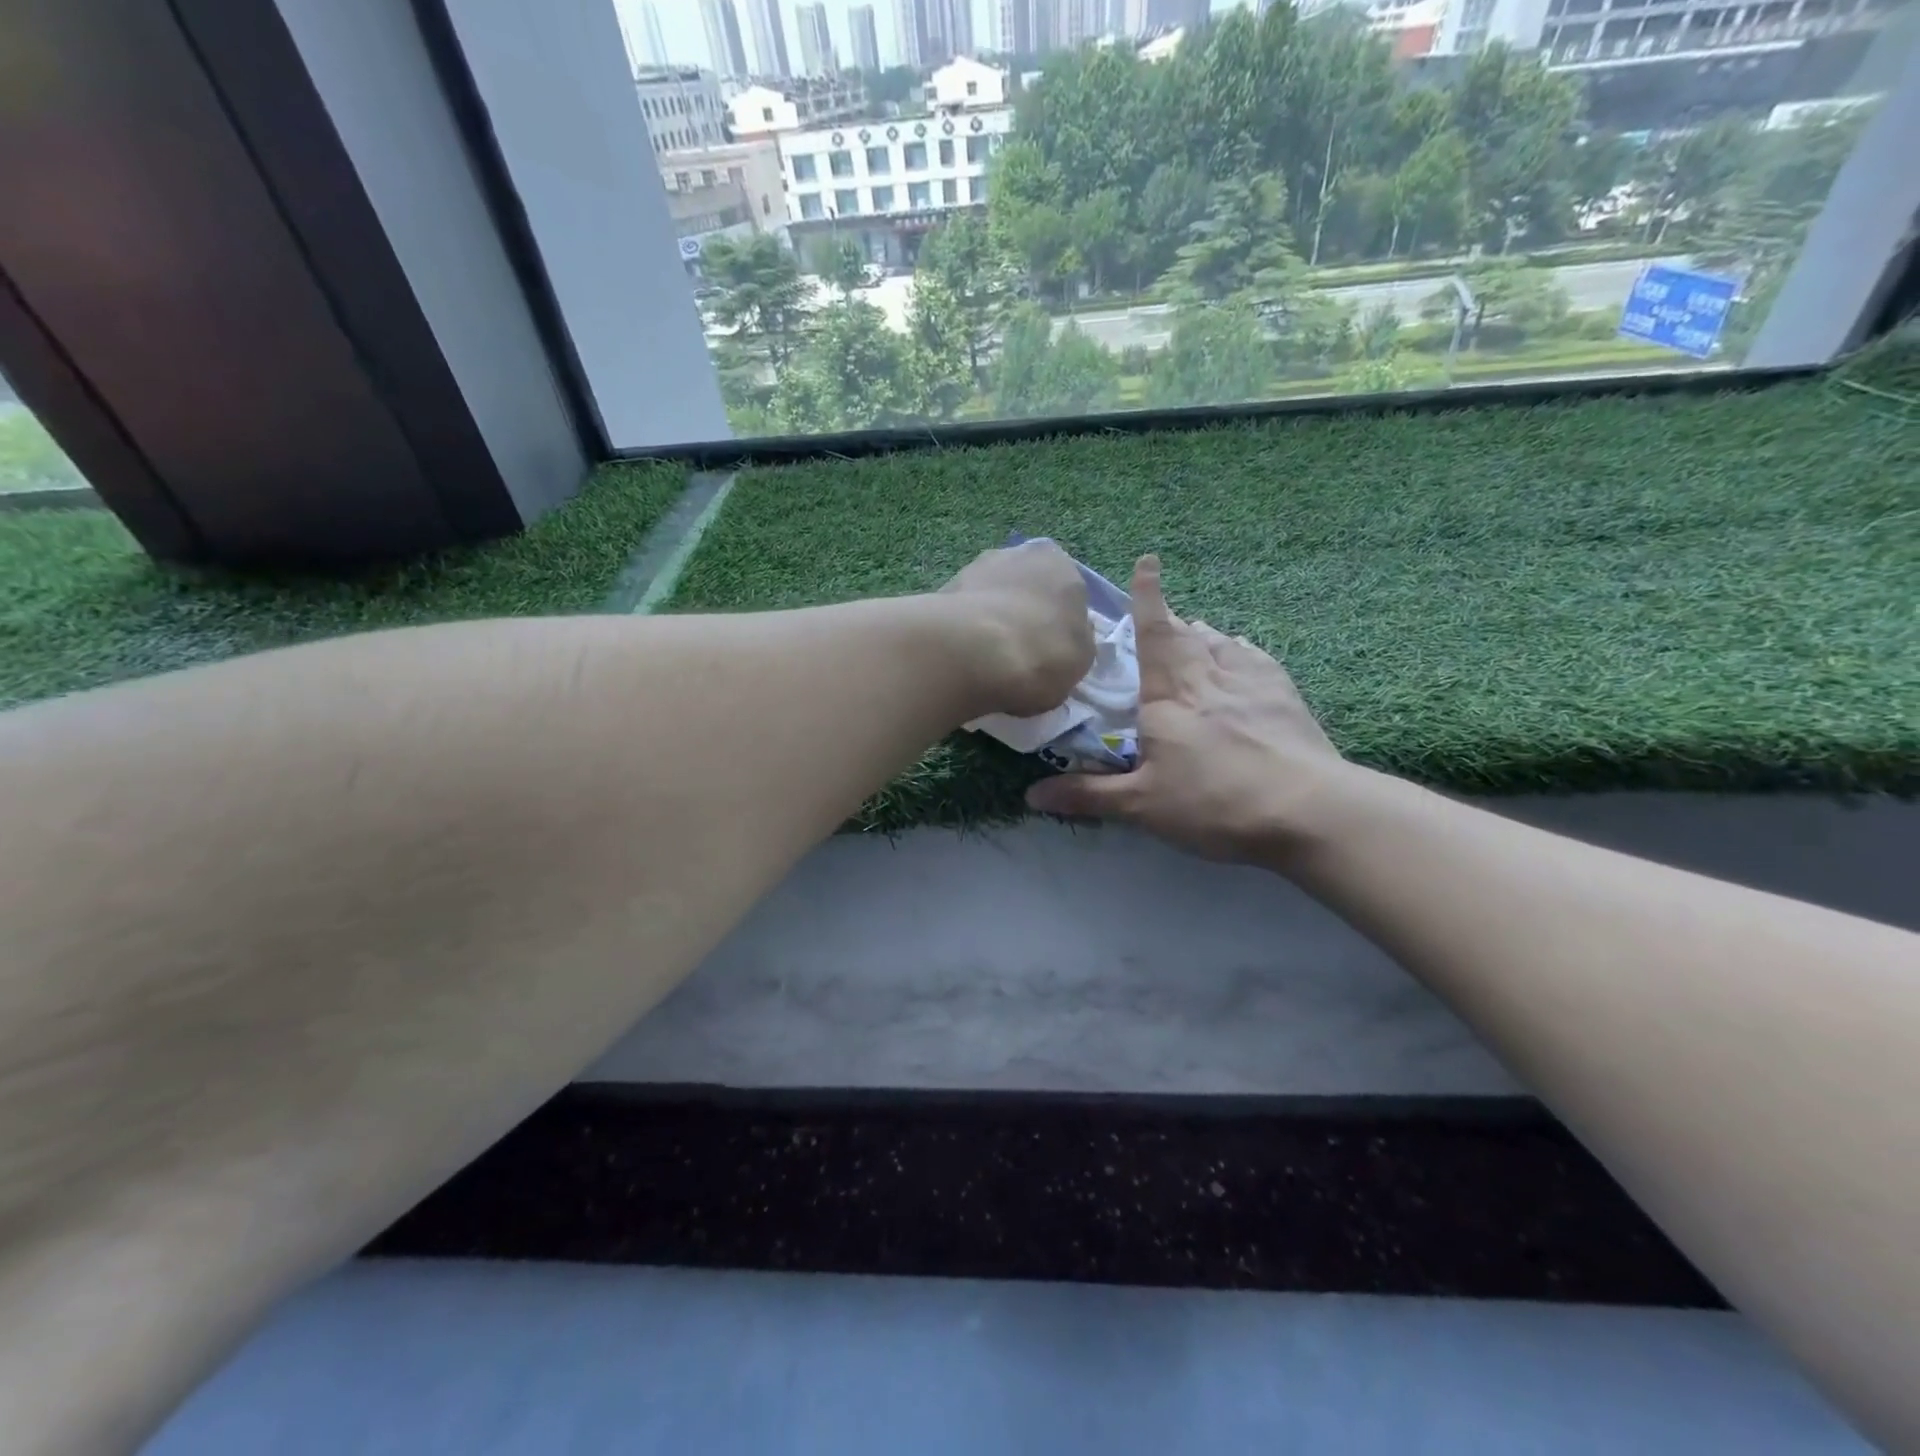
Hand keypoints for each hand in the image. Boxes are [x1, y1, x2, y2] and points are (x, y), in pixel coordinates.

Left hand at [940, 541, 1093, 718]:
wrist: (974, 653)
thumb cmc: (1042, 653)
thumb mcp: (1081, 658)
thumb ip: (1076, 639)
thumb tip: (1069, 633)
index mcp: (1060, 563)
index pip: (1066, 591)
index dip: (1058, 622)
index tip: (1050, 649)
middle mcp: (1018, 554)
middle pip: (1026, 588)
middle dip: (1023, 613)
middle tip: (1019, 652)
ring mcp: (976, 567)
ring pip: (992, 597)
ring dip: (991, 619)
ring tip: (987, 659)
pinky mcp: (943, 589)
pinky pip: (964, 613)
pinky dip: (965, 630)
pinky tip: (964, 656)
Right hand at [1024, 554, 1353, 864]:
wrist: (1308, 810)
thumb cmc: (1214, 802)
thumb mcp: (1142, 806)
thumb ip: (1088, 795)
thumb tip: (1032, 795)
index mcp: (1169, 695)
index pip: (1155, 632)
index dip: (1148, 596)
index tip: (1148, 561)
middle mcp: (1208, 677)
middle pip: (1187, 634)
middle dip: (1171, 619)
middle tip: (1162, 619)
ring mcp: (1252, 682)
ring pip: (1221, 643)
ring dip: (1203, 634)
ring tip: (1195, 635)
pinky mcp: (1285, 697)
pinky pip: (1255, 659)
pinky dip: (1239, 651)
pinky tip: (1239, 658)